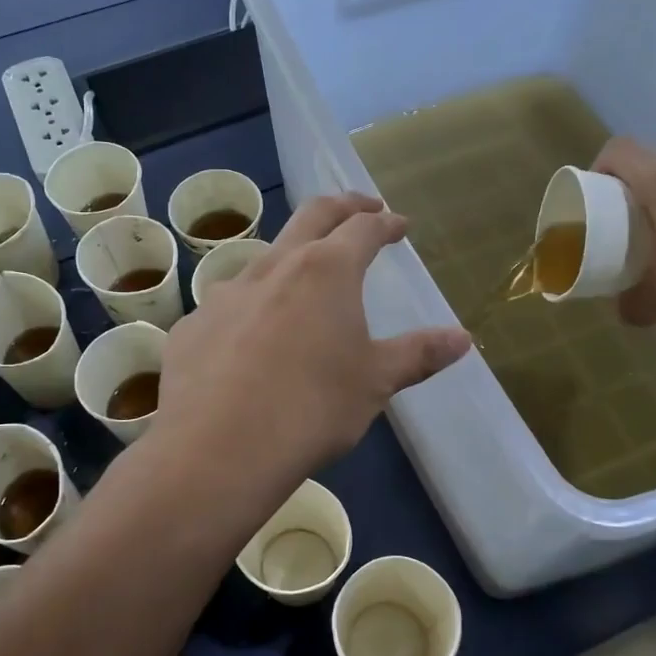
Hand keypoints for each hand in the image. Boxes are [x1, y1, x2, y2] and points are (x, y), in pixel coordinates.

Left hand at [155, 194, 471, 481]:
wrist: (219, 449)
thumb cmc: (312, 408)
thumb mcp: (375, 382)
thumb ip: (418, 354)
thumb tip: (463, 337)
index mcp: (326, 271)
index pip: (363, 228)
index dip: (385, 223)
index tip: (398, 224)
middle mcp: (273, 267)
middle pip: (311, 217)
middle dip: (342, 207)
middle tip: (360, 207)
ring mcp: (225, 295)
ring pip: (263, 259)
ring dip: (290, 257)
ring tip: (302, 279)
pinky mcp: (193, 327)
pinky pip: (228, 307)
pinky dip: (250, 309)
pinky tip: (249, 341)